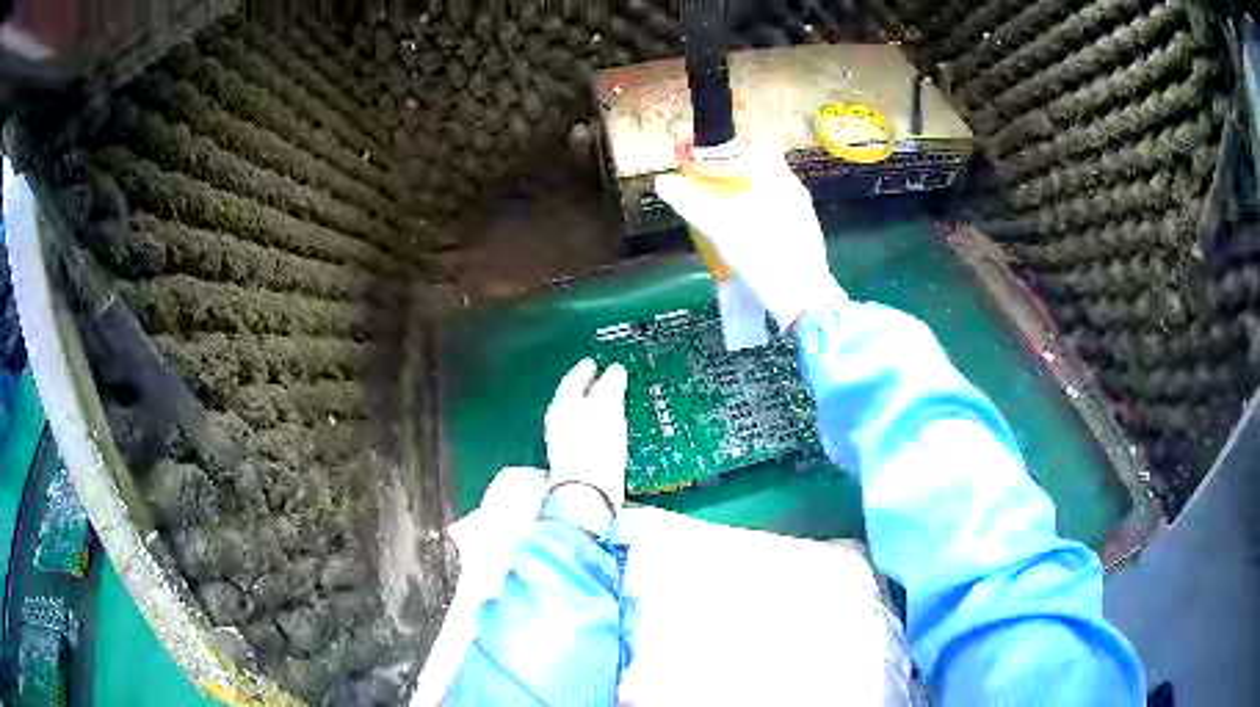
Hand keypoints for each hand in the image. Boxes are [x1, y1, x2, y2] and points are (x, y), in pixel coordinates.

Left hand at [544, 358, 628, 510]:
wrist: (588, 496)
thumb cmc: (594, 448)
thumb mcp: (606, 410)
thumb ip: (610, 387)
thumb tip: (615, 370)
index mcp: (562, 406)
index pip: (572, 381)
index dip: (584, 370)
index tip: (593, 362)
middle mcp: (559, 423)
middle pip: (574, 399)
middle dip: (589, 389)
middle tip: (606, 380)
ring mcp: (567, 445)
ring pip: (580, 417)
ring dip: (595, 408)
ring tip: (612, 403)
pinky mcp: (578, 462)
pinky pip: (588, 435)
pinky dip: (598, 427)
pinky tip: (612, 430)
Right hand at [654, 146, 844, 328]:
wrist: (804, 302)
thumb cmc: (765, 258)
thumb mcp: (722, 229)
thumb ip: (691, 203)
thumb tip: (662, 181)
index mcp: (780, 180)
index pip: (759, 143)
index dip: (733, 144)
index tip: (709, 155)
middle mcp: (794, 191)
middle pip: (763, 167)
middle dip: (734, 172)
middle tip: (707, 185)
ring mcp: (802, 214)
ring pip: (770, 190)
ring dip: (745, 193)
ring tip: (721, 210)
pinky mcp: (804, 234)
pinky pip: (777, 211)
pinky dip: (758, 213)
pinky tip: (744, 234)